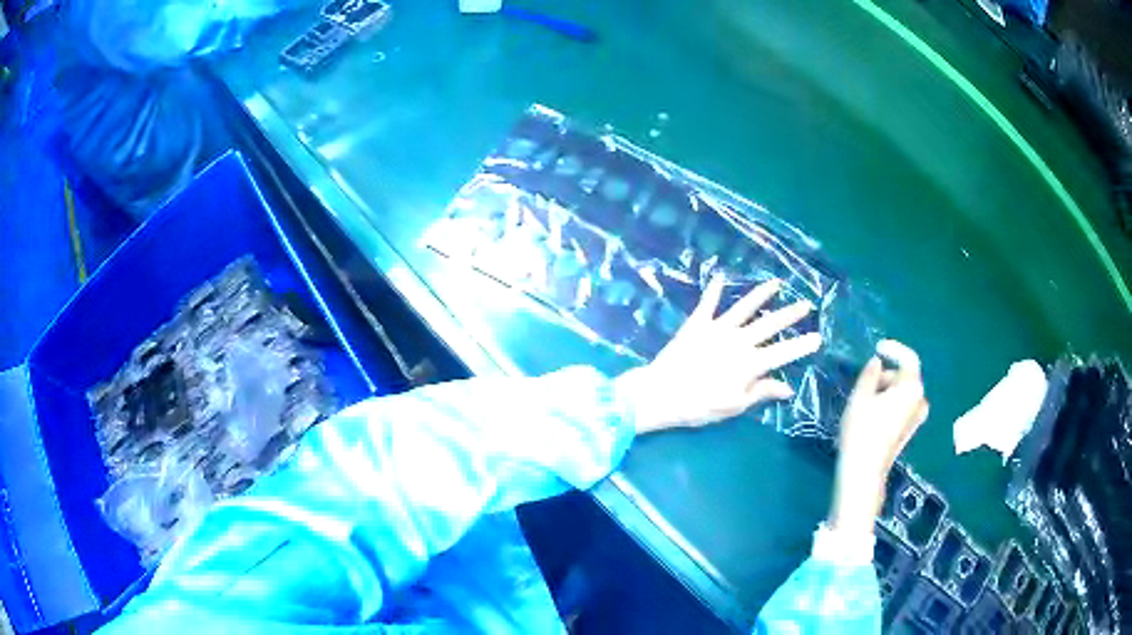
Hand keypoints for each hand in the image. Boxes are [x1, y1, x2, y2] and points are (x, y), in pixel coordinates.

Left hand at [616, 277, 822, 434]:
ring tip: (776, 283)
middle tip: (806, 303)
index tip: (818, 337)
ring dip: (761, 294)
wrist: (661, 393)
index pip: (783, 353)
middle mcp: (738, 341)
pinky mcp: (697, 323)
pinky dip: (715, 289)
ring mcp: (718, 329)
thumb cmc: (699, 406)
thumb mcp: (734, 406)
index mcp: (750, 364)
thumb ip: (761, 392)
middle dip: (790, 314)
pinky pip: (708, 303)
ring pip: (745, 307)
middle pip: (770, 324)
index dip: (801, 345)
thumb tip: (788, 387)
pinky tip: (720, 276)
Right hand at [828, 340, 929, 534]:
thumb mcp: (860, 396)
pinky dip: (891, 402)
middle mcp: (920, 399)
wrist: (864, 470)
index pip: (908, 358)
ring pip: (903, 392)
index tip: (877, 348)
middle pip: (905, 376)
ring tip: (867, 398)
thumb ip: (870, 374)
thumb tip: (877, 363)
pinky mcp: (910, 430)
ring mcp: (917, 417)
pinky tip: (873, 413)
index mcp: (911, 387)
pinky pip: (903, 406)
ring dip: (888, 389)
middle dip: (887, 374)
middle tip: (865, 381)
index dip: (893, 349)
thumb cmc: (862, 430)